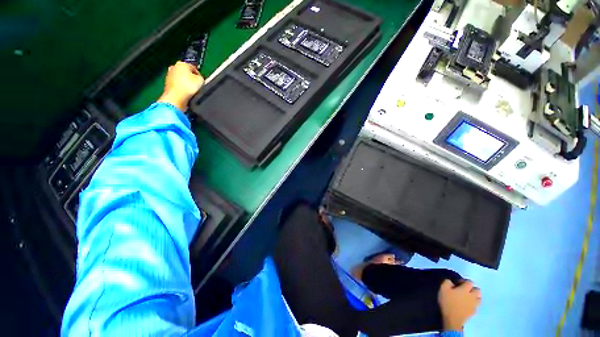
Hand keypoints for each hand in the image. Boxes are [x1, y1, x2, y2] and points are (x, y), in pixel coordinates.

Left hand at [157, 61, 203, 111]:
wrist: (176, 96)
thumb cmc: (189, 86)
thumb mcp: (201, 80)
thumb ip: (201, 77)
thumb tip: (198, 78)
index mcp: (183, 63)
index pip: (194, 68)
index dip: (199, 75)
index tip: (202, 82)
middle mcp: (174, 66)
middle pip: (186, 72)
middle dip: (191, 77)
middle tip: (196, 85)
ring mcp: (169, 74)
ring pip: (181, 77)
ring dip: (185, 82)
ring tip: (190, 90)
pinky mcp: (166, 82)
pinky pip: (177, 83)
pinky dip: (180, 86)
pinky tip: (184, 92)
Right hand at [438, 279, 481, 330]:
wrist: (452, 319)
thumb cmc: (447, 302)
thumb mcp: (443, 289)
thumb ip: (447, 282)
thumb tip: (451, 282)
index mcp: (465, 289)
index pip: (470, 282)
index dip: (464, 281)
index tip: (458, 283)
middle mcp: (472, 296)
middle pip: (478, 290)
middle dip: (473, 289)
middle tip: (465, 290)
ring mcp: (474, 305)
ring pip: (479, 298)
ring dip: (475, 297)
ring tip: (468, 297)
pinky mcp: (474, 312)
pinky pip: (476, 306)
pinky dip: (473, 304)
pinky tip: (467, 305)